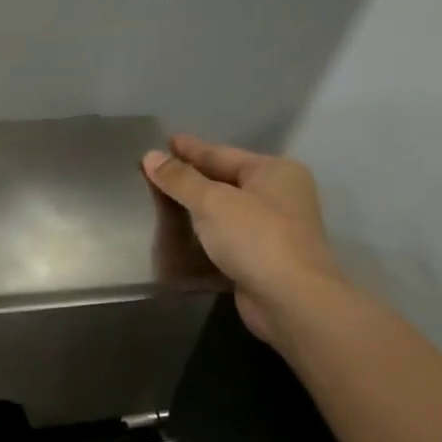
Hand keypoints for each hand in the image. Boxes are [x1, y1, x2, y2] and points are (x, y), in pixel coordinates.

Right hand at [142, 134, 342, 343]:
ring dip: (198, 208)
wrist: (290, 299)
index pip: (222, 154)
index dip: (191, 149)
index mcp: (275, 172)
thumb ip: (180, 179)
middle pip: (226, 180)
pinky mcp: (264, 259)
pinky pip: (227, 236)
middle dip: (193, 177)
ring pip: (226, 210)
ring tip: (164, 200)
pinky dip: (206, 234)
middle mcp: (280, 195)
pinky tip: (183, 234)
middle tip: (159, 170)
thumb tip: (151, 157)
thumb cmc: (255, 238)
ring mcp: (275, 229)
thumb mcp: (212, 202)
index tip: (165, 141)